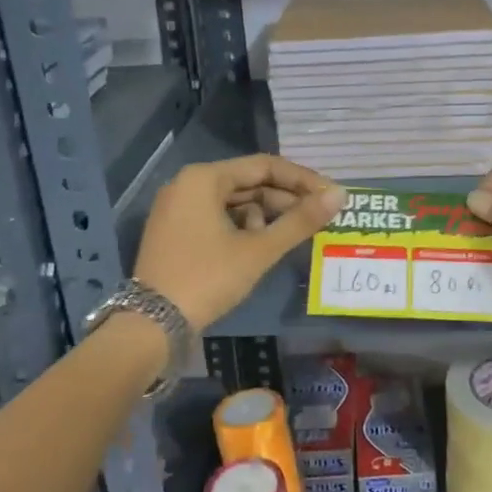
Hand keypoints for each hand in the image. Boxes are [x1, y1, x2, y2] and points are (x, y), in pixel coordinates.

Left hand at [134, 155, 344, 330]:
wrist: (152, 325)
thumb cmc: (208, 279)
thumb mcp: (259, 250)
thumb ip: (300, 220)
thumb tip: (340, 195)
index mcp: (204, 178)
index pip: (264, 166)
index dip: (302, 180)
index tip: (331, 196)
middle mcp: (187, 184)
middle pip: (248, 182)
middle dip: (284, 199)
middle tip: (317, 217)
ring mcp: (177, 208)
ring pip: (233, 201)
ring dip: (264, 215)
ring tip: (288, 236)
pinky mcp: (174, 231)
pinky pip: (216, 217)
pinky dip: (241, 227)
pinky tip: (259, 246)